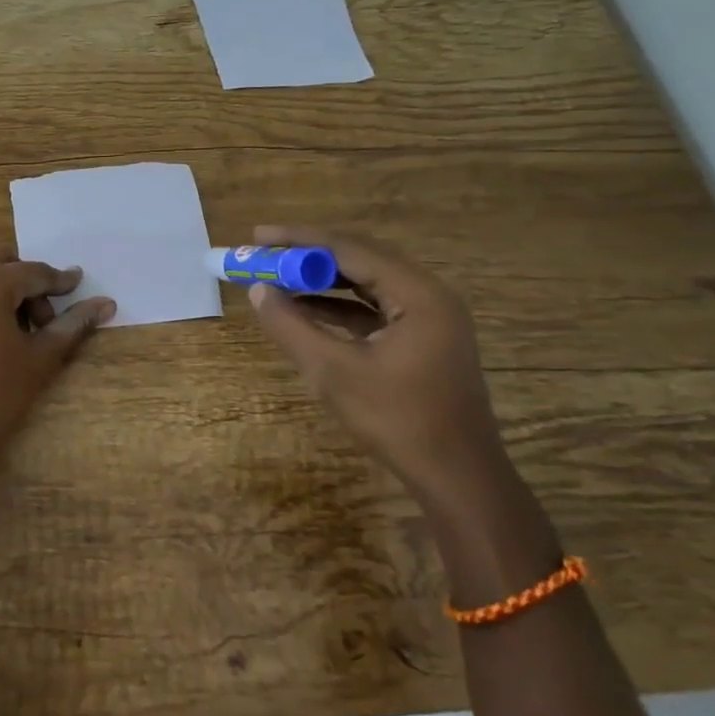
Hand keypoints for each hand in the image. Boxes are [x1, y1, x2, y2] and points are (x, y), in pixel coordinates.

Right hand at [245, 224, 510, 514]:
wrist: (457, 478)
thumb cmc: (397, 420)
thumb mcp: (333, 372)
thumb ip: (291, 326)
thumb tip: (257, 290)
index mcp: (417, 294)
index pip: (349, 249)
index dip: (299, 240)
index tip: (257, 237)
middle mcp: (428, 295)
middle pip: (360, 259)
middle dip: (308, 256)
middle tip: (263, 253)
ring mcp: (429, 318)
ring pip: (366, 283)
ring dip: (321, 280)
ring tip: (277, 277)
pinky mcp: (423, 340)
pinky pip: (374, 309)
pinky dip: (339, 306)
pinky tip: (306, 310)